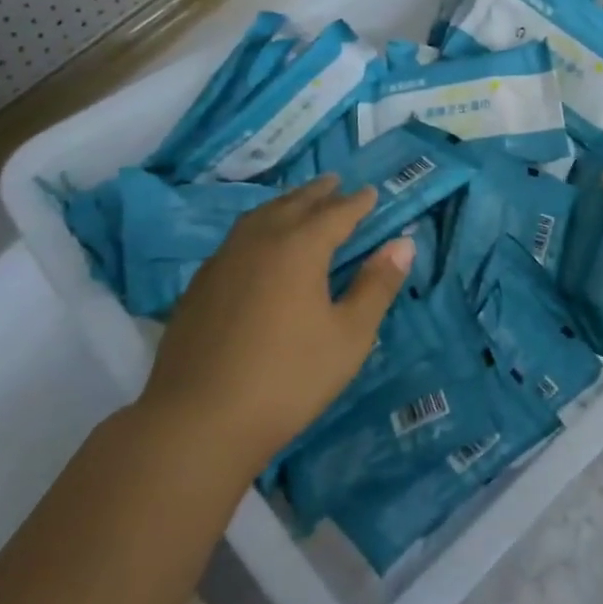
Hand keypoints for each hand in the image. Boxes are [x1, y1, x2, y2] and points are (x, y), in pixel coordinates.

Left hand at [141, 176, 412, 468]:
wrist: (199, 420)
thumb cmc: (288, 378)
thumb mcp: (349, 336)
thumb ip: (377, 286)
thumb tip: (403, 244)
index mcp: (299, 248)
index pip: (336, 213)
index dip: (357, 202)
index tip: (371, 192)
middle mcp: (259, 241)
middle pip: (294, 205)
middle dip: (318, 193)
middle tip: (335, 182)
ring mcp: (223, 261)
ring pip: (260, 217)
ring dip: (285, 204)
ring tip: (298, 203)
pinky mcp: (199, 285)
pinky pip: (237, 238)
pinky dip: (258, 227)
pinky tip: (257, 246)